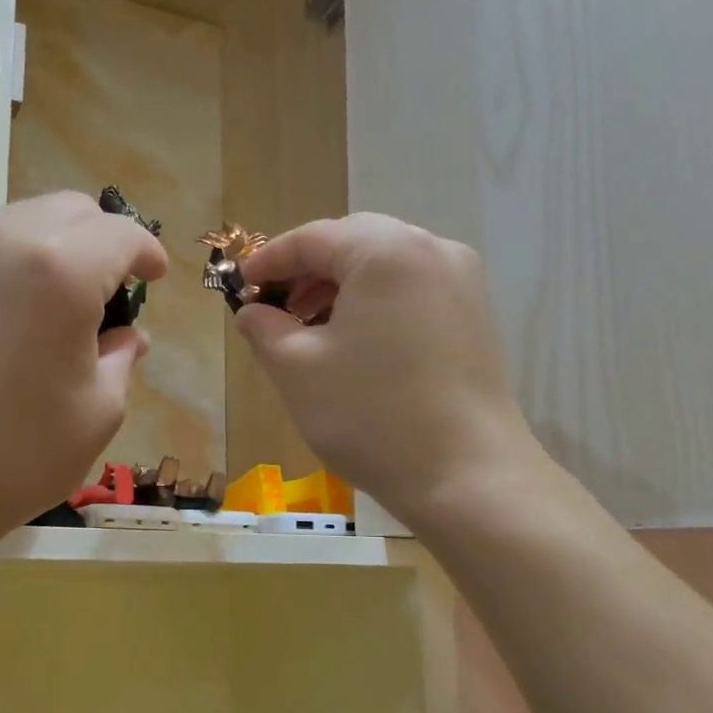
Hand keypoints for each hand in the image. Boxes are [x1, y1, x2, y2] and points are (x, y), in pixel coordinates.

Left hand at [0, 192, 166, 575]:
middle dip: (103, 242)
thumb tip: (125, 337)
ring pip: (24, 221)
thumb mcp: (95, 414)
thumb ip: (119, 360)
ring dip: (58, 248)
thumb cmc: (13, 458)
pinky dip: (15, 262)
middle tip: (111, 293)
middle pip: (72, 210)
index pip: (120, 234)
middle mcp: (5, 240)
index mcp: (60, 271)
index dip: (147, 253)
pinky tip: (13, 315)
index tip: (155, 279)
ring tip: (61, 305)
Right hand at [236, 214, 543, 526]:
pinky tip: (354, 342)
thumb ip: (264, 329)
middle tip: (274, 309)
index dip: (268, 259)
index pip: (312, 237)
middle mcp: (431, 250)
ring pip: (385, 265)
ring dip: (340, 287)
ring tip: (309, 330)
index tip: (239, 287)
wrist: (466, 475)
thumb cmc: (370, 415)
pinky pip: (411, 289)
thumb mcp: (297, 370)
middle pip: (353, 242)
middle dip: (307, 271)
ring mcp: (461, 281)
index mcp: (385, 252)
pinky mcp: (474, 314)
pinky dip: (374, 302)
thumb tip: (252, 311)